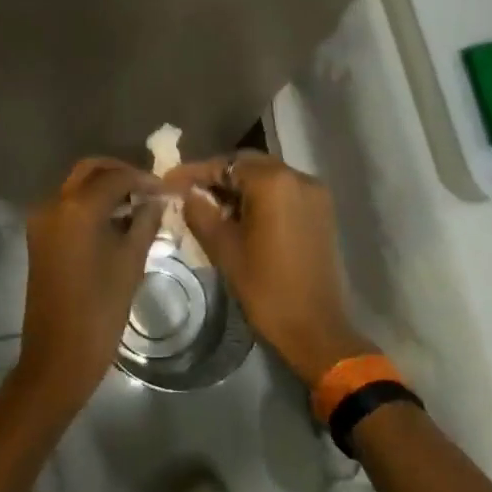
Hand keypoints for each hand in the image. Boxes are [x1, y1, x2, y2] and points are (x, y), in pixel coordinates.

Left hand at [15, 158, 164, 412]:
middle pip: (89, 171)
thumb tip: (156, 200)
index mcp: (77, 208)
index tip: (166, 189)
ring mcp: (41, 220)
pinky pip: (66, 206)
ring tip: (137, 204)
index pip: (114, 177)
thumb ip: (145, 223)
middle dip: (119, 173)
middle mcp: (53, 204)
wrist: (58, 356)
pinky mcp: (38, 237)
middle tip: (149, 190)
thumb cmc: (100, 311)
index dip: (143, 179)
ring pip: (76, 186)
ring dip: (104, 188)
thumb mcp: (131, 263)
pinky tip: (116, 221)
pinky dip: (90, 204)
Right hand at [165, 152, 375, 388]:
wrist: (315, 327)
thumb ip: (200, 212)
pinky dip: (260, 196)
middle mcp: (298, 177)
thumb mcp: (223, 248)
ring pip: (267, 176)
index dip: (195, 172)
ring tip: (211, 205)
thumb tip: (186, 193)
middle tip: (189, 191)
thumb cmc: (266, 287)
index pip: (226, 164)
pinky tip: (240, 215)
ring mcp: (314, 193)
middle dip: (217, 175)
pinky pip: (284, 190)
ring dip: (239, 185)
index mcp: (273, 183)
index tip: (169, 181)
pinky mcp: (321, 211)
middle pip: (248, 164)